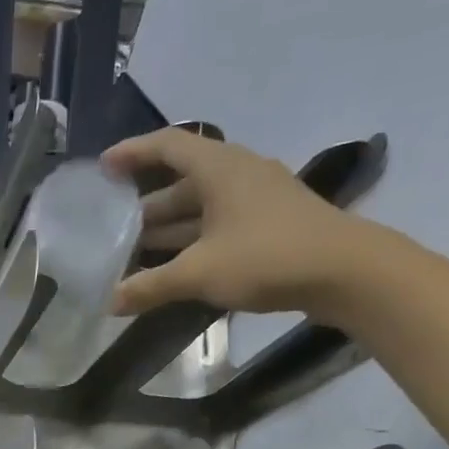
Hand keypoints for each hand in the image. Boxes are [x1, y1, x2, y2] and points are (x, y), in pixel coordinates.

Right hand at [100, 129, 390, 317]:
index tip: (103, 168)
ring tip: (135, 251)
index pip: (168, 146)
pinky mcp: (269, 224)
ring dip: (168, 227)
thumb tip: (109, 302)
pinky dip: (192, 240)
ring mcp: (256, 199)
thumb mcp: (199, 273)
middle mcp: (237, 174)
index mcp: (219, 168)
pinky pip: (218, 224)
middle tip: (113, 226)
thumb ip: (151, 286)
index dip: (133, 153)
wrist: (345, 272)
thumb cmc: (267, 257)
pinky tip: (176, 266)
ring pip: (200, 206)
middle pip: (181, 181)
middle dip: (145, 204)